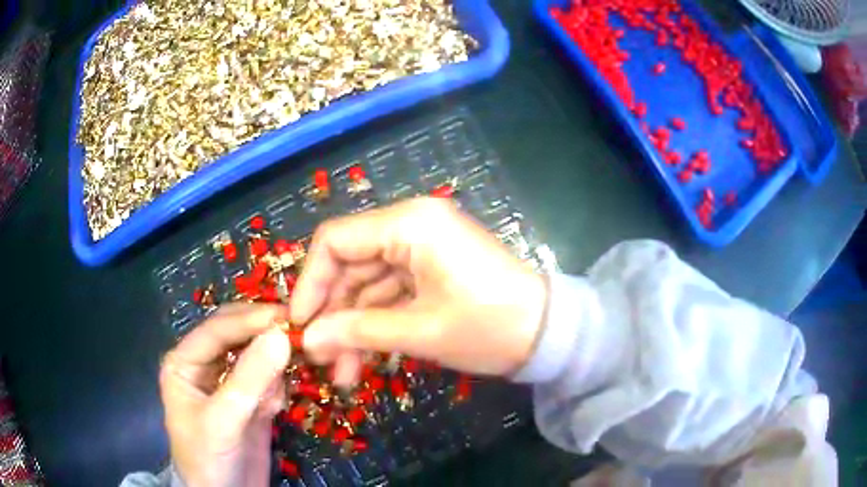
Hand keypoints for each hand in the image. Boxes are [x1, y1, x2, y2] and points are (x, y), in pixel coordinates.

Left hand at [159, 304, 290, 486]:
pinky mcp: (250, 400)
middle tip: (301, 333)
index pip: (218, 329)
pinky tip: (274, 407)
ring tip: (286, 377)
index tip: (289, 316)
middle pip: (238, 335)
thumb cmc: (208, 459)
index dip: (251, 320)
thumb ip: (249, 380)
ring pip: (257, 355)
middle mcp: (205, 365)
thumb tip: (282, 335)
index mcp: (185, 362)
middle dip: (266, 335)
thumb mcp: (223, 421)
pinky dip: (278, 386)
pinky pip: (269, 379)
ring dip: (275, 362)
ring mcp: (229, 383)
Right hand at [290, 197, 547, 383]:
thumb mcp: (420, 331)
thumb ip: (358, 331)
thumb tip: (309, 339)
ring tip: (343, 373)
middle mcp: (412, 225)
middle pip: (350, 265)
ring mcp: (422, 248)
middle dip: (334, 314)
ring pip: (369, 284)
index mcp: (410, 223)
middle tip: (321, 359)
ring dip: (354, 327)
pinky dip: (377, 324)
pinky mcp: (431, 269)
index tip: (300, 323)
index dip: (310, 281)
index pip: (336, 240)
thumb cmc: (489, 327)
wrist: (548, 334)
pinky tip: (366, 359)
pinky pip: (391, 293)